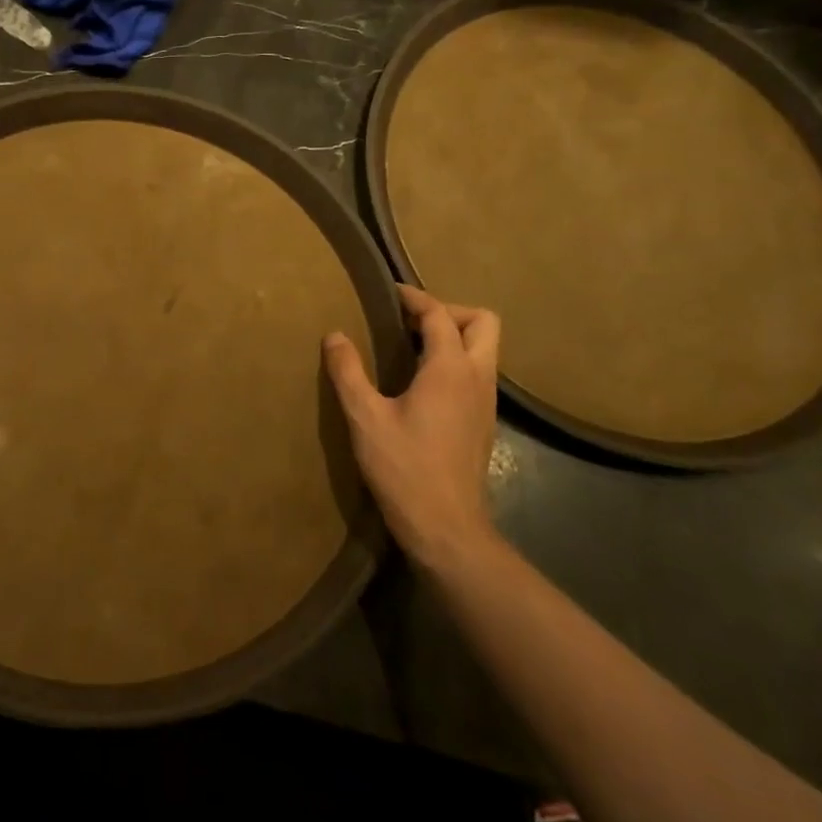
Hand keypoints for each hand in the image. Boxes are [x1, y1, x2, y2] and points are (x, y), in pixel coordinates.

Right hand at [323, 285, 501, 573]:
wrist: (447, 528)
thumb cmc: (404, 468)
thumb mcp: (364, 417)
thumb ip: (348, 372)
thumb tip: (334, 336)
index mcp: (449, 369)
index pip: (440, 315)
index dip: (415, 298)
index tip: (389, 293)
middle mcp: (477, 378)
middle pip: (482, 322)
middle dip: (448, 311)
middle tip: (410, 322)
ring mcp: (486, 402)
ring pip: (485, 349)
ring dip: (454, 336)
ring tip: (411, 347)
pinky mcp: (484, 423)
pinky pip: (478, 373)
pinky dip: (455, 361)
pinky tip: (421, 383)